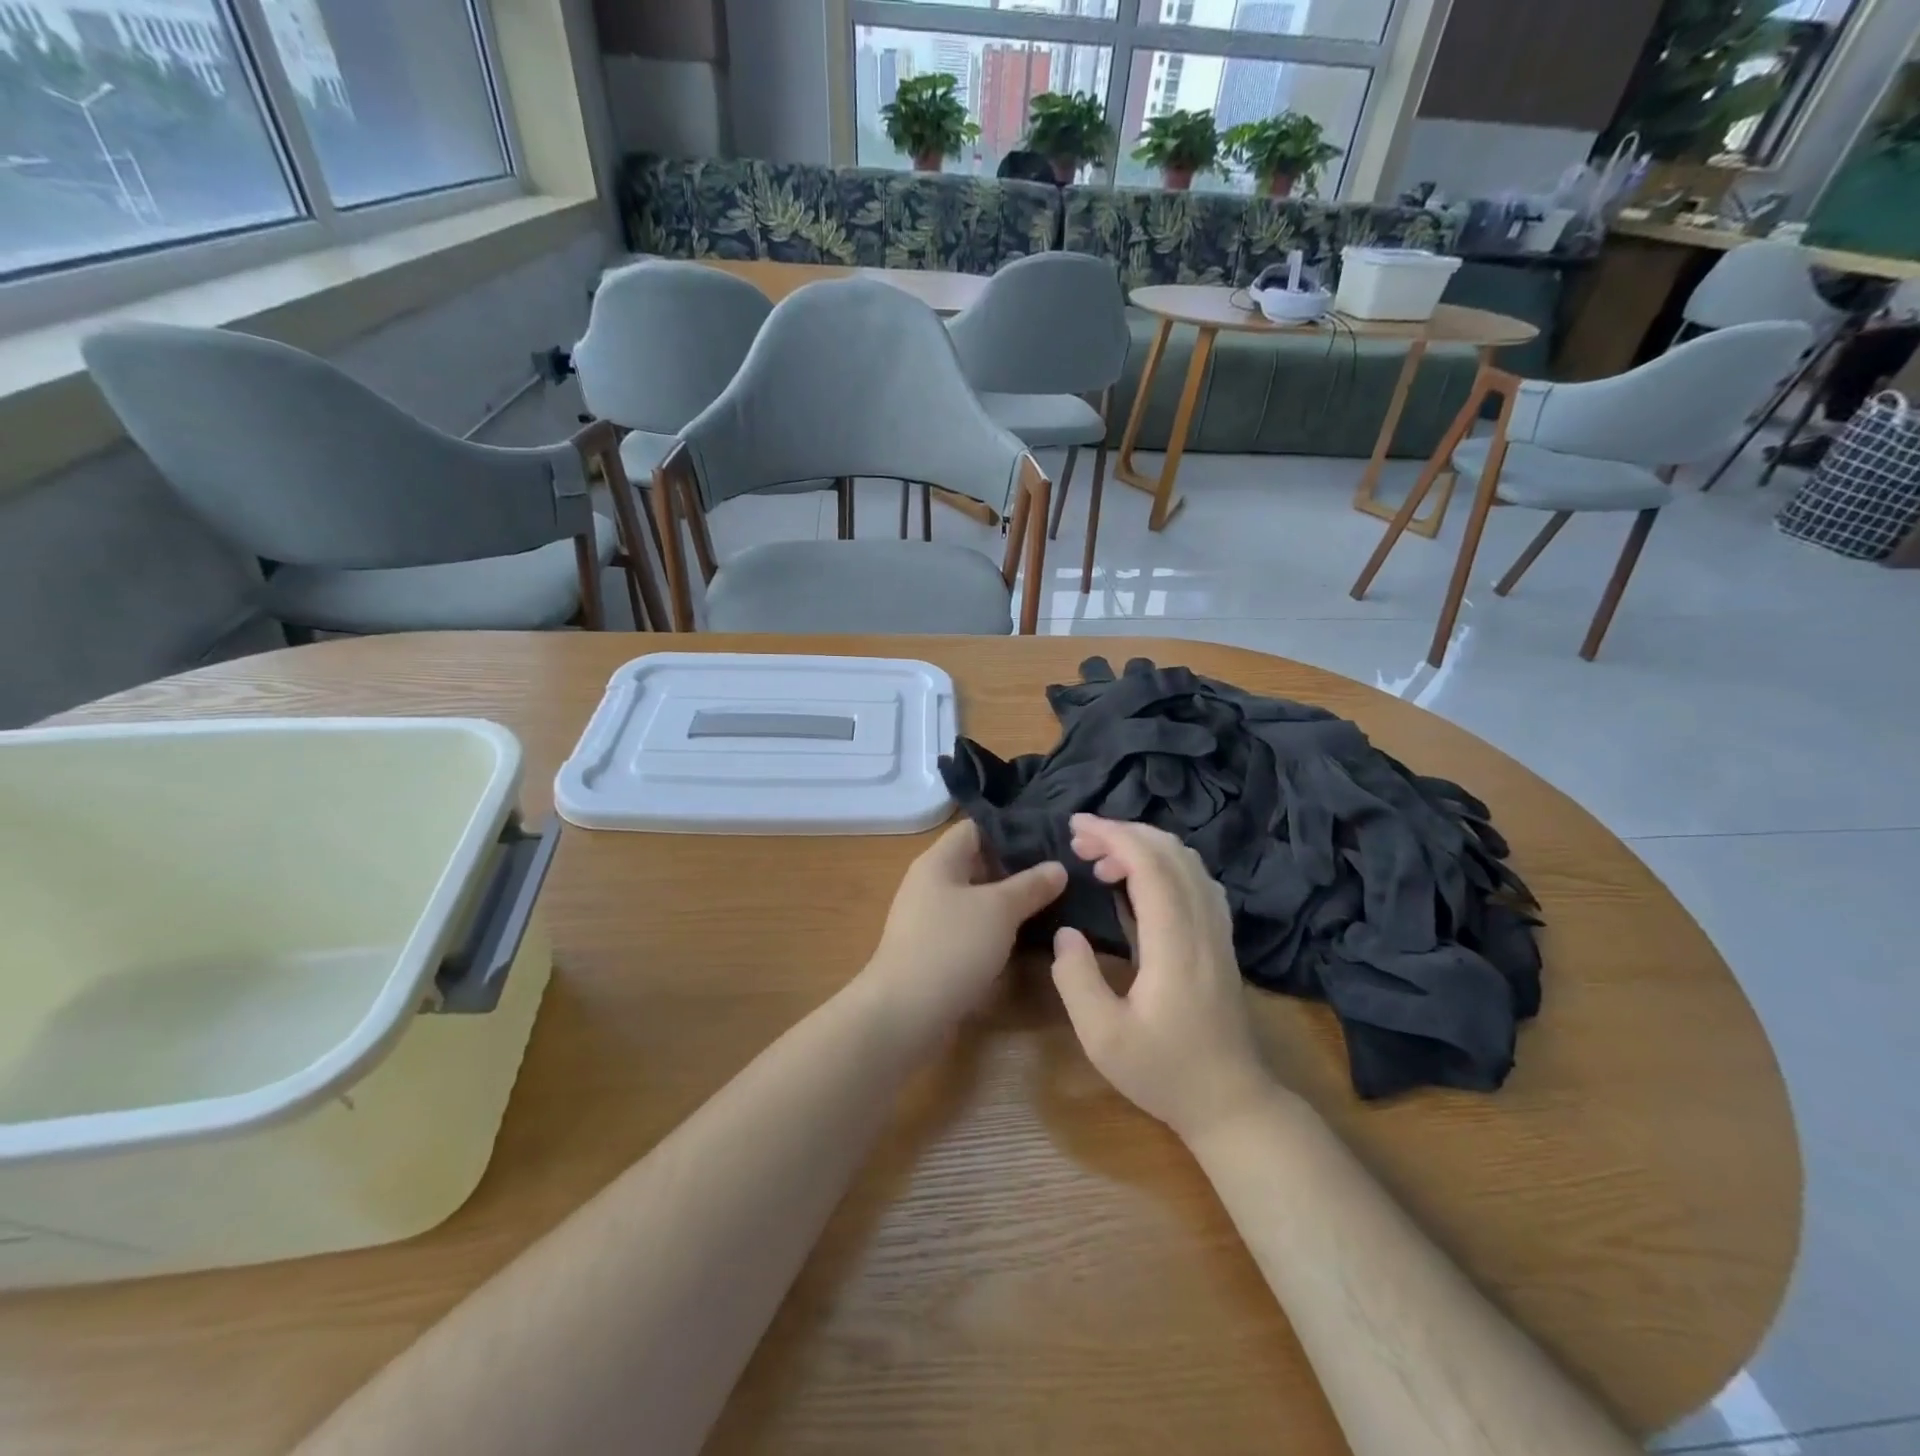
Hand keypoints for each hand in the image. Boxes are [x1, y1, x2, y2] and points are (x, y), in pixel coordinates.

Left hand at [863, 819, 1066, 1034]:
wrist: (906, 1013)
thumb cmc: (952, 946)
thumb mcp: (999, 910)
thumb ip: (1031, 885)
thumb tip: (1058, 867)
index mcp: (938, 861)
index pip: (975, 829)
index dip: (1010, 831)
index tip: (1049, 839)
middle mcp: (930, 884)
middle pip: (977, 864)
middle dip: (1016, 869)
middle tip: (1060, 873)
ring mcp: (930, 920)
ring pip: (976, 900)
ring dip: (1009, 903)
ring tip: (1053, 903)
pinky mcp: (934, 952)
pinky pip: (971, 930)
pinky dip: (996, 930)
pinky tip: (1026, 938)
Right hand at [1050, 815, 1275, 1143]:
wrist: (1232, 1102)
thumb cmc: (1164, 1073)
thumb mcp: (1103, 1038)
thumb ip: (1076, 980)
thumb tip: (1066, 932)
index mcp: (1175, 943)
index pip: (1150, 865)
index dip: (1113, 836)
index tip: (1075, 827)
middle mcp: (1203, 925)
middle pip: (1170, 852)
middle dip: (1123, 832)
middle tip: (1079, 839)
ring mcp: (1218, 930)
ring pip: (1187, 862)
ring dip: (1143, 845)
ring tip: (1101, 859)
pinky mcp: (1220, 939)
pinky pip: (1196, 879)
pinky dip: (1163, 862)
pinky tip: (1138, 879)